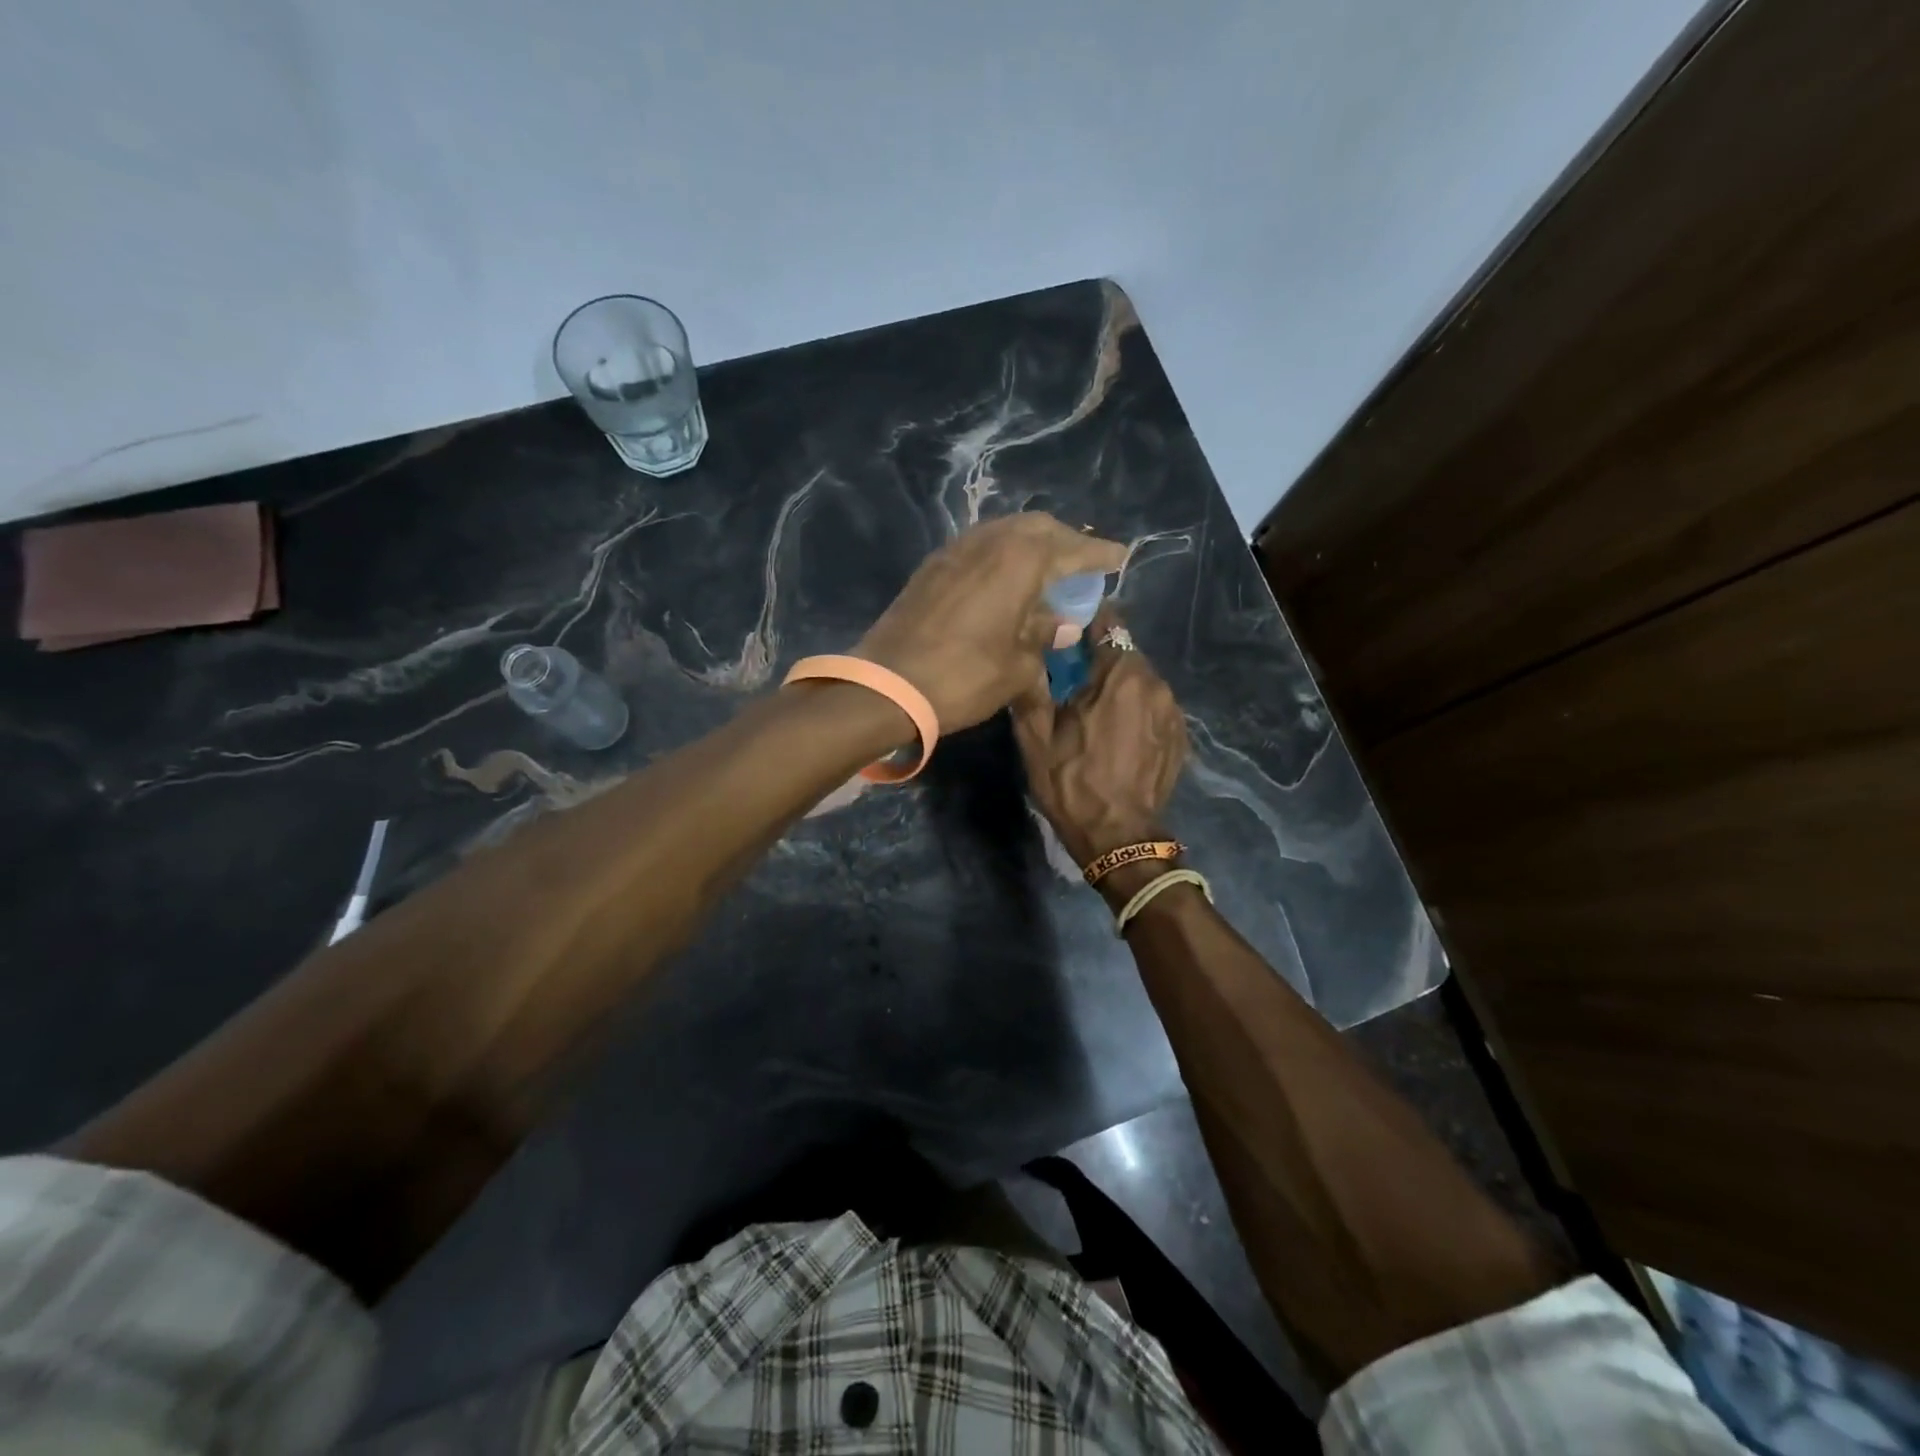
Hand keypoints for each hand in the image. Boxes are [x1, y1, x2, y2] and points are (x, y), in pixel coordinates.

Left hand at [854, 514, 1126, 730]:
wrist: (886, 686)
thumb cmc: (963, 678)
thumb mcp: (1017, 667)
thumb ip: (1044, 637)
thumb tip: (1062, 625)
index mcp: (1019, 561)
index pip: (1071, 549)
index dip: (1098, 553)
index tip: (1120, 557)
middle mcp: (988, 542)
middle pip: (1036, 528)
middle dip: (1065, 540)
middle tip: (1083, 561)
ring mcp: (954, 551)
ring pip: (1004, 532)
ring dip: (1030, 544)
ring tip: (1047, 569)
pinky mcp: (931, 567)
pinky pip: (978, 547)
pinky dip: (1001, 555)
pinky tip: (1005, 579)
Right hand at [1011, 606, 1188, 865]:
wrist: (1118, 837)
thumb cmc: (1071, 783)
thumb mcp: (1034, 736)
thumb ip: (1032, 685)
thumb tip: (1030, 653)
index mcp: (1120, 675)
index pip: (1108, 623)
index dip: (1084, 624)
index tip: (1065, 635)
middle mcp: (1155, 683)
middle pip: (1124, 653)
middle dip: (1099, 661)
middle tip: (1071, 680)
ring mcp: (1172, 711)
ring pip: (1140, 681)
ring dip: (1118, 688)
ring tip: (1093, 711)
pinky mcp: (1180, 736)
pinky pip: (1153, 707)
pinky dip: (1135, 711)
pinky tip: (1116, 735)